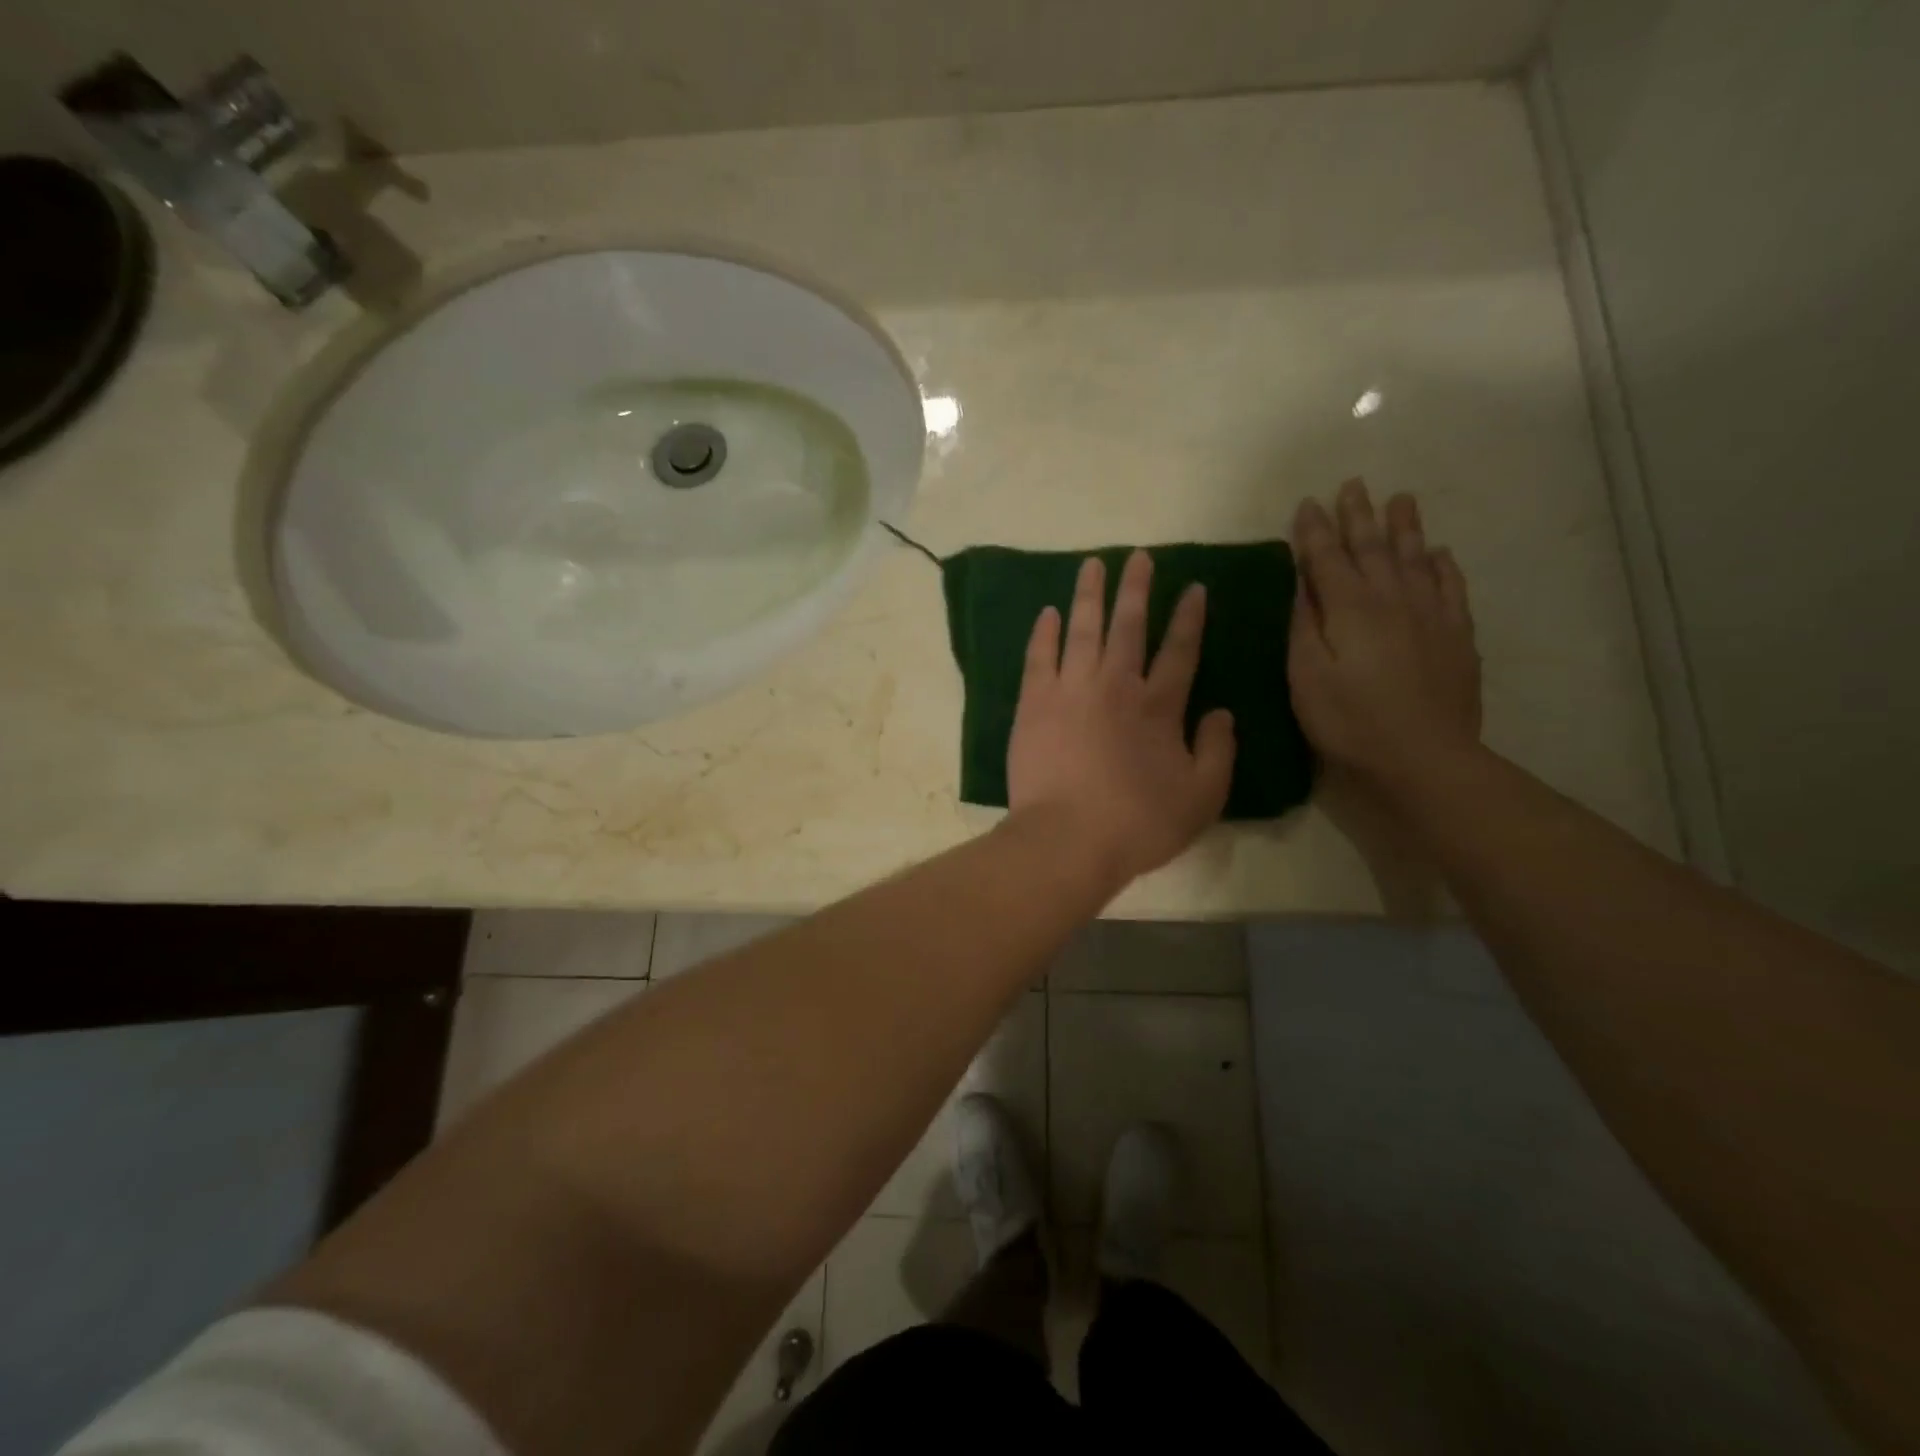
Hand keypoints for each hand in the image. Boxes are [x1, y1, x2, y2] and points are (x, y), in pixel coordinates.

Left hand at [1007, 550, 1235, 887]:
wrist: (1068, 838)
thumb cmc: (1138, 823)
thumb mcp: (1202, 797)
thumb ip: (1219, 751)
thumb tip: (1223, 713)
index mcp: (1159, 707)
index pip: (1180, 651)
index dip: (1189, 617)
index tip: (1193, 588)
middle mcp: (1116, 686)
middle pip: (1129, 626)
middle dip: (1136, 588)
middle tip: (1138, 557)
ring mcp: (1071, 690)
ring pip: (1083, 629)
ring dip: (1090, 594)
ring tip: (1093, 564)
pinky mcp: (1034, 703)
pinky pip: (1040, 656)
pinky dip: (1045, 632)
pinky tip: (1049, 612)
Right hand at [1288, 479, 1481, 795]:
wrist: (1424, 757)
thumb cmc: (1350, 721)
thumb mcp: (1306, 677)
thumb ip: (1302, 625)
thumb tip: (1301, 583)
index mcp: (1349, 608)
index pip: (1327, 558)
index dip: (1315, 530)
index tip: (1306, 504)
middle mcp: (1392, 599)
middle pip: (1373, 548)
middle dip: (1359, 515)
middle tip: (1353, 484)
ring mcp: (1431, 615)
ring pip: (1416, 557)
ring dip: (1404, 527)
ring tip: (1400, 499)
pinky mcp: (1457, 636)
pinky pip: (1452, 587)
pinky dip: (1443, 565)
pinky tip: (1439, 553)